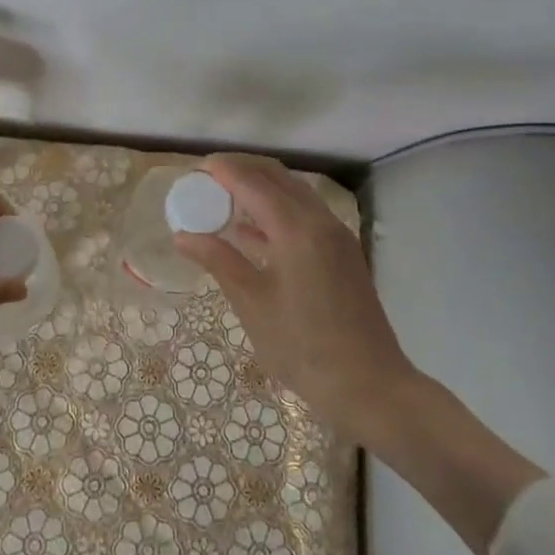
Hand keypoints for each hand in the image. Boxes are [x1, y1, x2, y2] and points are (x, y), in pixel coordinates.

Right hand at [175, 152, 545, 554]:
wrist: (371, 387)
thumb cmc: (304, 348)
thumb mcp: (253, 304)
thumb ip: (219, 261)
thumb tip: (184, 235)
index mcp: (296, 230)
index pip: (254, 183)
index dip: (224, 170)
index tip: (196, 168)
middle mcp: (320, 222)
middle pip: (278, 178)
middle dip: (243, 170)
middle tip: (208, 178)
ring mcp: (337, 237)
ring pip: (294, 194)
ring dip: (261, 188)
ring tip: (224, 197)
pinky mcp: (343, 253)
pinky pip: (306, 215)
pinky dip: (277, 210)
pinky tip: (251, 230)